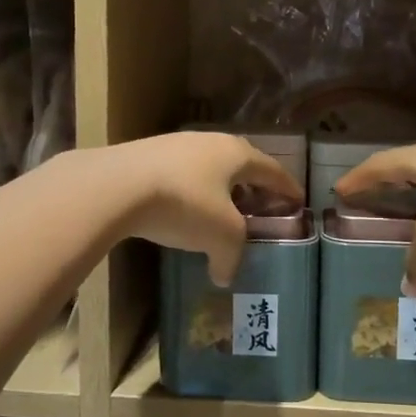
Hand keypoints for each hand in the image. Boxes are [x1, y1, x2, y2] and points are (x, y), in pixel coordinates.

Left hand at [113, 132, 303, 284]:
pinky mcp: (145, 155)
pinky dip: (189, 191)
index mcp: (236, 154)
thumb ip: (231, 257)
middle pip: (239, 162)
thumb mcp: (221, 236)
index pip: (271, 170)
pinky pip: (179, 174)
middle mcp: (209, 141)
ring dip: (218, 187)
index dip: (286, 187)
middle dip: (252, 184)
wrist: (117, 186)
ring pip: (207, 166)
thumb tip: (225, 275)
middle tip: (260, 203)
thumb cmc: (185, 204)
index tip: (298, 199)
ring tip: (221, 209)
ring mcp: (174, 144)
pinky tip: (182, 209)